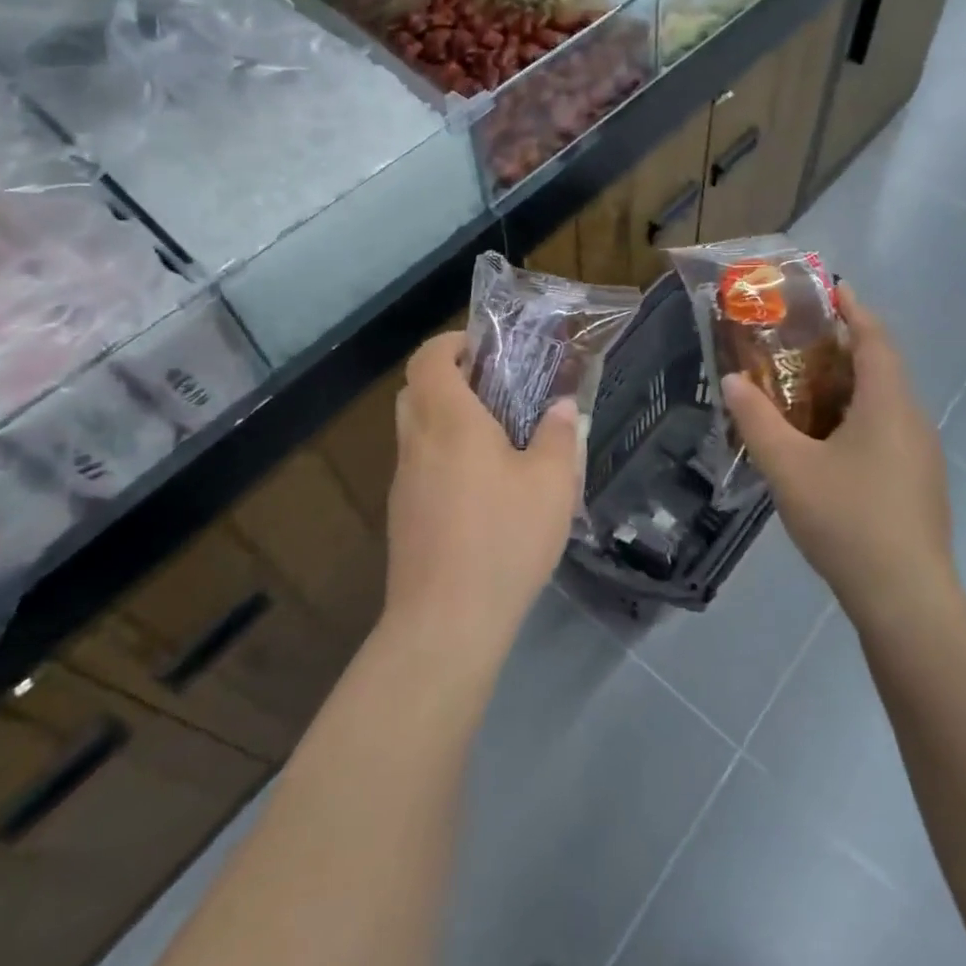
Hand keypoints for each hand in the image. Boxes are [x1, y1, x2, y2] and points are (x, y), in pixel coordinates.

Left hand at [384, 331, 582, 651]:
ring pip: (414, 428)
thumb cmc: (503, 538)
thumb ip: (559, 436)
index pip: (430, 357)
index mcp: (448, 420)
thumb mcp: (552, 484)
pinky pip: (418, 465)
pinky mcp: (402, 515)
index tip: (485, 348)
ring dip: (444, 417)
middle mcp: (417, 442)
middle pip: (415, 389)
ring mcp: (403, 481)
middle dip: (449, 377)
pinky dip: (441, 455)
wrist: (445, 623)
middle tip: (493, 387)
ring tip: (493, 437)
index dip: (452, 342)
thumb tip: (563, 407)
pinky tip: (480, 488)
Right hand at [723, 285, 954, 626]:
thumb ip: (756, 420)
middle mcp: (912, 420)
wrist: (907, 599)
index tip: (831, 288)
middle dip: (843, 347)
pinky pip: (886, 430)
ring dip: (848, 386)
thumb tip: (733, 381)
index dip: (854, 310)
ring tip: (803, 386)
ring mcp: (921, 455)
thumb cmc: (847, 520)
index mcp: (888, 405)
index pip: (875, 338)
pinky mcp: (918, 483)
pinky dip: (856, 417)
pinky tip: (824, 442)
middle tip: (798, 341)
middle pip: (880, 367)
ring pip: (883, 403)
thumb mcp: (788, 467)